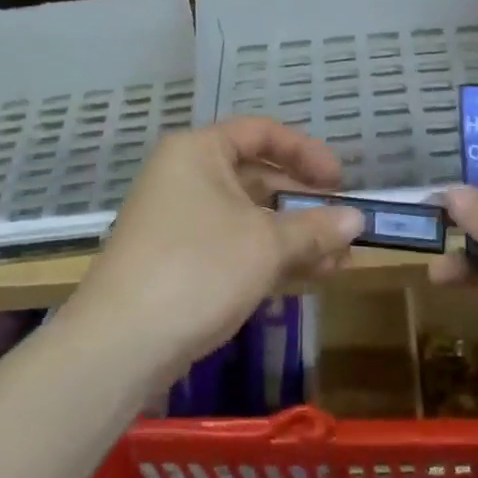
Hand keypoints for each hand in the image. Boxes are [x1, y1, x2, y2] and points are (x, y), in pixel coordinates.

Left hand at [70, 118, 364, 377]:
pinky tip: (310, 277)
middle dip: (305, 204)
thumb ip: (315, 228)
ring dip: (294, 237)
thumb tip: (357, 219)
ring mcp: (180, 222)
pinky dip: (270, 258)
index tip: (340, 181)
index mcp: (198, 152)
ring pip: (249, 218)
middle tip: (345, 227)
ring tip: (340, 261)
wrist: (120, 344)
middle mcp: (186, 177)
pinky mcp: (179, 262)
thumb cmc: (198, 268)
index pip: (261, 133)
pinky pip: (234, 247)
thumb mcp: (266, 244)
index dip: (306, 152)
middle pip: (257, 177)